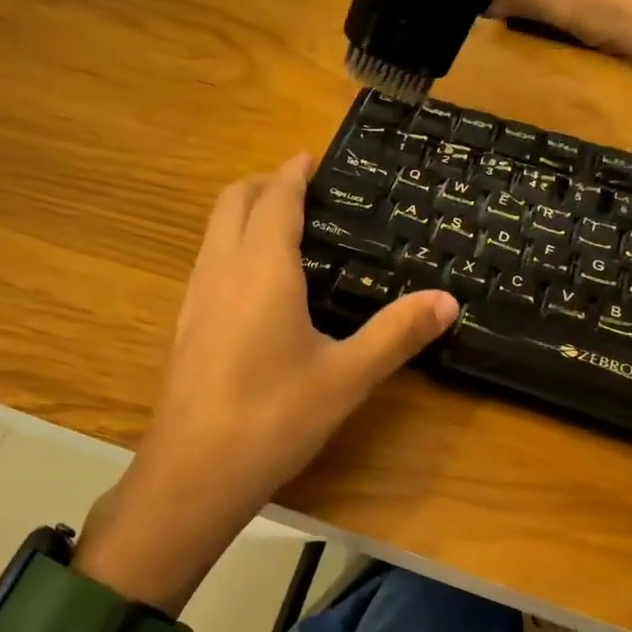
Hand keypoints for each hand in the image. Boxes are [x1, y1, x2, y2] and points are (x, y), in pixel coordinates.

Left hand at [79, 155, 456, 612]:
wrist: (193, 473)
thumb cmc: (274, 418)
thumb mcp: (346, 377)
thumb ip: (396, 334)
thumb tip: (447, 301)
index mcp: (262, 268)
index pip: (275, 198)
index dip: (293, 173)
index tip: (313, 158)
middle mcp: (220, 270)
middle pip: (233, 201)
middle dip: (264, 184)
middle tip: (303, 189)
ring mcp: (195, 298)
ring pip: (213, 232)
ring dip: (243, 214)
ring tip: (282, 230)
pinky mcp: (184, 327)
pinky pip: (207, 263)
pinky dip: (231, 248)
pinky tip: (256, 287)